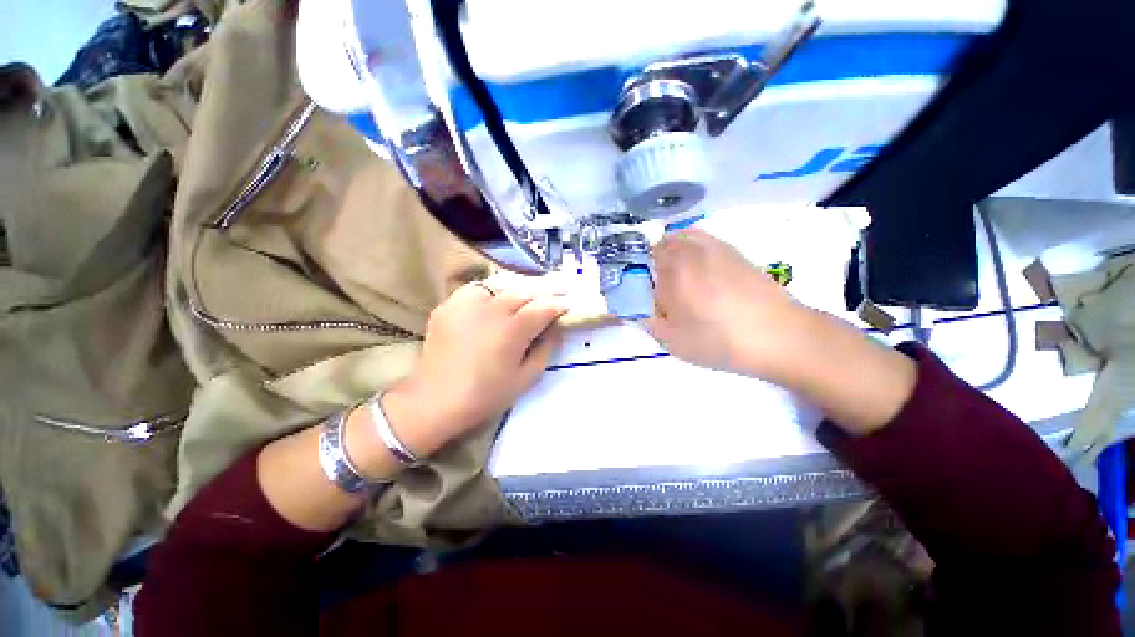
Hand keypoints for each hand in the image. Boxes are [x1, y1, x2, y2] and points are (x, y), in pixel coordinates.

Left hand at [384, 282, 566, 454]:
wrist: (436, 400)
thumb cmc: (486, 395)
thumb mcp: (526, 378)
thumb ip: (546, 349)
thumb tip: (555, 329)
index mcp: (513, 330)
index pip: (544, 307)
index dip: (559, 305)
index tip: (567, 306)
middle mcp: (492, 310)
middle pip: (525, 292)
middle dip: (543, 293)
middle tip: (553, 295)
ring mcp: (467, 304)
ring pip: (501, 286)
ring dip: (518, 290)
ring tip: (525, 297)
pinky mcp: (449, 305)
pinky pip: (476, 289)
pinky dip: (490, 292)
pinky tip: (493, 302)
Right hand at [647, 228, 916, 433]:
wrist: (781, 336)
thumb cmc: (720, 341)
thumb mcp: (673, 341)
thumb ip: (646, 322)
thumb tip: (633, 310)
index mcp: (673, 270)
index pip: (637, 264)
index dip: (629, 278)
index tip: (634, 295)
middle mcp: (690, 250)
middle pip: (655, 247)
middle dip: (646, 265)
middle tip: (652, 290)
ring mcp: (713, 246)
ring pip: (677, 239)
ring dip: (666, 254)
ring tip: (671, 279)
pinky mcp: (732, 251)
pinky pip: (699, 239)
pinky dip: (687, 248)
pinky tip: (695, 270)